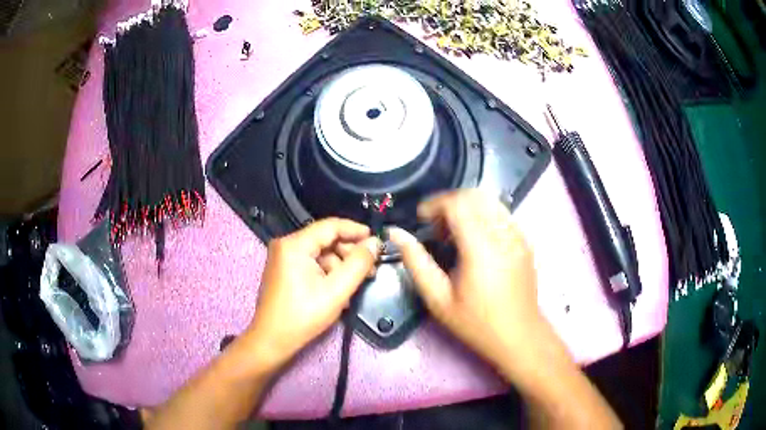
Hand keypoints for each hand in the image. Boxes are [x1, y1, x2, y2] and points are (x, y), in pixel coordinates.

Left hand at [244, 218, 380, 369]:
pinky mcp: (284, 270)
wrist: (272, 340)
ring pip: (320, 253)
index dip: (356, 230)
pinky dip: (328, 273)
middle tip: (370, 269)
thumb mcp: (336, 291)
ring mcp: (283, 258)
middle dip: (350, 253)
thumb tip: (375, 242)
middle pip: (326, 240)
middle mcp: (286, 245)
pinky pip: (311, 263)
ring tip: (356, 285)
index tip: (377, 241)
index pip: (331, 226)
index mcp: (294, 245)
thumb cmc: (303, 316)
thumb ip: (358, 264)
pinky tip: (339, 290)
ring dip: (340, 266)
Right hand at [388, 190, 541, 367]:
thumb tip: (396, 233)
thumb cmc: (476, 323)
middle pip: (474, 195)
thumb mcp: (438, 299)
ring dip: (467, 207)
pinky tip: (475, 239)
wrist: (519, 336)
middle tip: (435, 227)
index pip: (458, 203)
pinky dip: (483, 215)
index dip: (434, 204)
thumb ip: (416, 262)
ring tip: (454, 232)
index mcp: (480, 247)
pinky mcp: (525, 241)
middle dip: (449, 203)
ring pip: (490, 201)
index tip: (421, 219)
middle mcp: (502, 234)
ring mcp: (517, 236)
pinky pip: (501, 214)